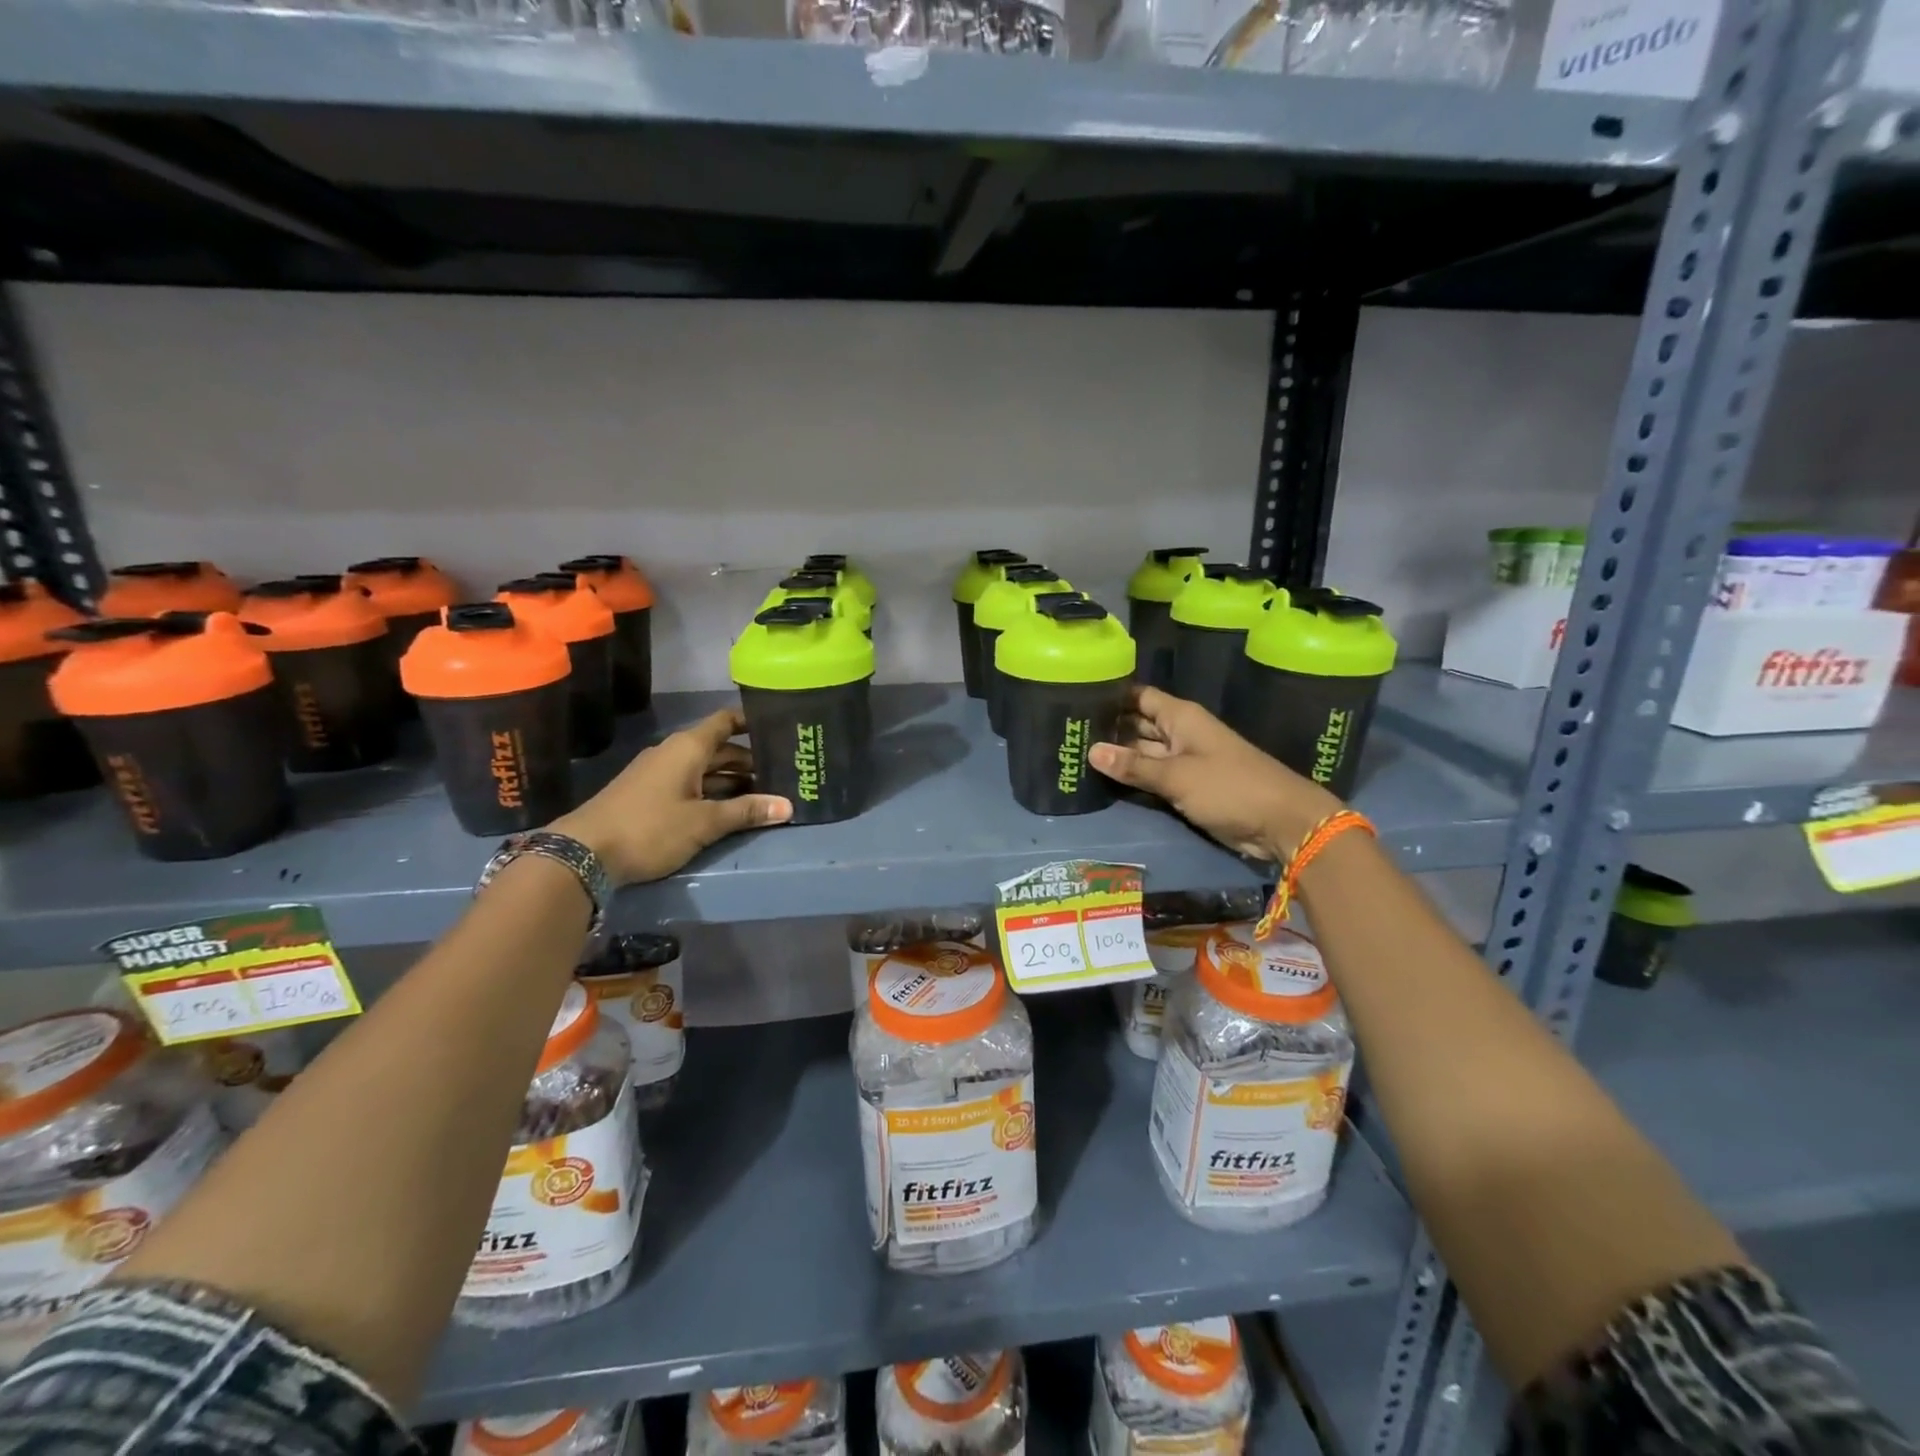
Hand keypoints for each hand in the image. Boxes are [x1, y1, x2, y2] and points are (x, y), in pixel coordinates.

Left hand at [551, 708, 791, 884]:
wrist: (583, 853)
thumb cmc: (650, 828)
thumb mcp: (704, 822)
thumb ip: (746, 812)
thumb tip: (788, 806)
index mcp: (688, 748)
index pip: (726, 721)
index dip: (751, 722)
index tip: (779, 729)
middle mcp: (674, 753)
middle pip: (719, 749)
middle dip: (750, 761)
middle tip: (782, 774)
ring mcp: (659, 774)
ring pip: (705, 770)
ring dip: (732, 781)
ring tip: (764, 795)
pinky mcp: (649, 795)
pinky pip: (690, 784)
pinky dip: (713, 792)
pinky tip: (729, 810)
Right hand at [1088, 686, 1342, 862]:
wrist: (1281, 823)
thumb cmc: (1229, 787)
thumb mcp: (1176, 776)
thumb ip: (1133, 766)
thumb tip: (1091, 751)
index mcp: (1181, 717)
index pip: (1139, 696)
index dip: (1111, 696)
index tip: (1076, 697)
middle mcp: (1180, 733)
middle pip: (1137, 724)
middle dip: (1108, 727)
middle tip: (1067, 732)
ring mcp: (1184, 760)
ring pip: (1143, 752)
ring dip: (1117, 755)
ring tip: (1074, 753)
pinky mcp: (1187, 786)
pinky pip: (1154, 776)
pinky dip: (1133, 777)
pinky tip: (1103, 779)